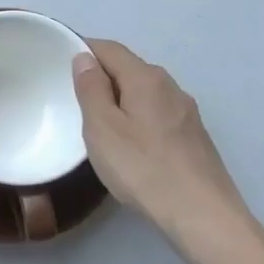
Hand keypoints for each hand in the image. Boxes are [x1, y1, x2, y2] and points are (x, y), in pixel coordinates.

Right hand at [72, 39, 255, 253]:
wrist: (202, 214)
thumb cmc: (143, 168)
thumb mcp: (102, 128)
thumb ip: (91, 89)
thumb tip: (85, 58)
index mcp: (146, 78)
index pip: (110, 49)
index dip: (84, 49)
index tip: (60, 61)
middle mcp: (170, 87)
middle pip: (130, 68)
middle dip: (102, 75)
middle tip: (75, 96)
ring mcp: (187, 112)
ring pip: (145, 92)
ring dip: (121, 98)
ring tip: (99, 121)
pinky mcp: (194, 136)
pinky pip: (157, 113)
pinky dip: (138, 116)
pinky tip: (131, 143)